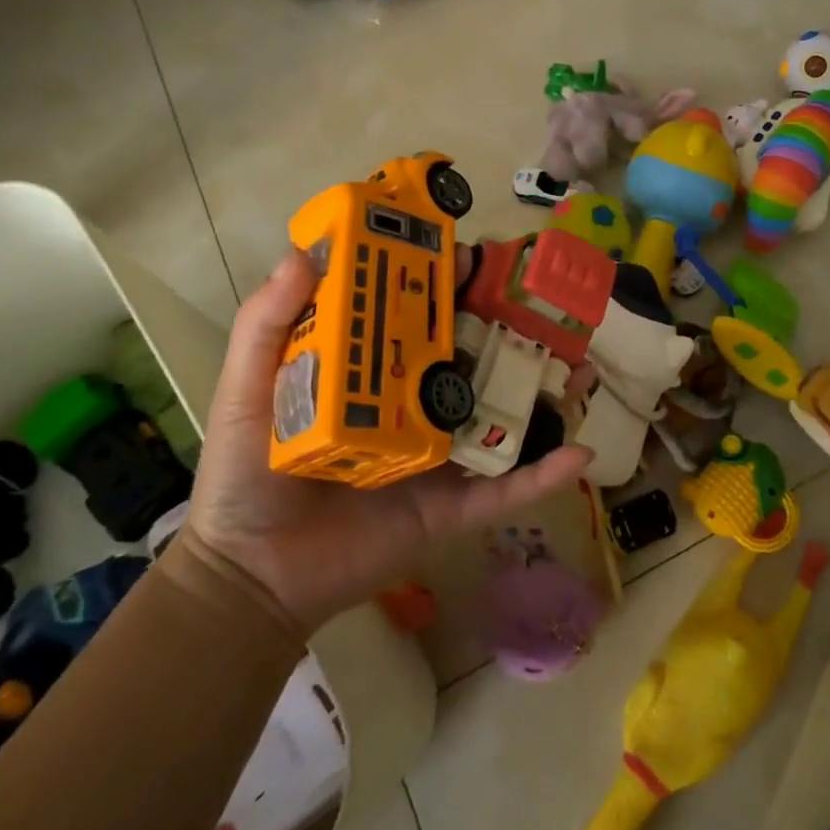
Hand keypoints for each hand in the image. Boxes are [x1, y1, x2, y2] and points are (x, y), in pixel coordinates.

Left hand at [184, 249, 593, 636]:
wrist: (252, 575)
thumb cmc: (246, 475)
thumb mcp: (247, 389)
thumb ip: (266, 324)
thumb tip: (300, 253)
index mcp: (373, 374)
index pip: (418, 317)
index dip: (445, 284)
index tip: (473, 255)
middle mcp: (414, 406)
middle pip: (472, 359)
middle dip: (511, 328)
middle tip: (545, 300)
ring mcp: (439, 457)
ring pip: (502, 418)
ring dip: (546, 394)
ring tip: (583, 365)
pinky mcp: (450, 507)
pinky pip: (504, 490)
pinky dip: (544, 475)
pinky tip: (582, 451)